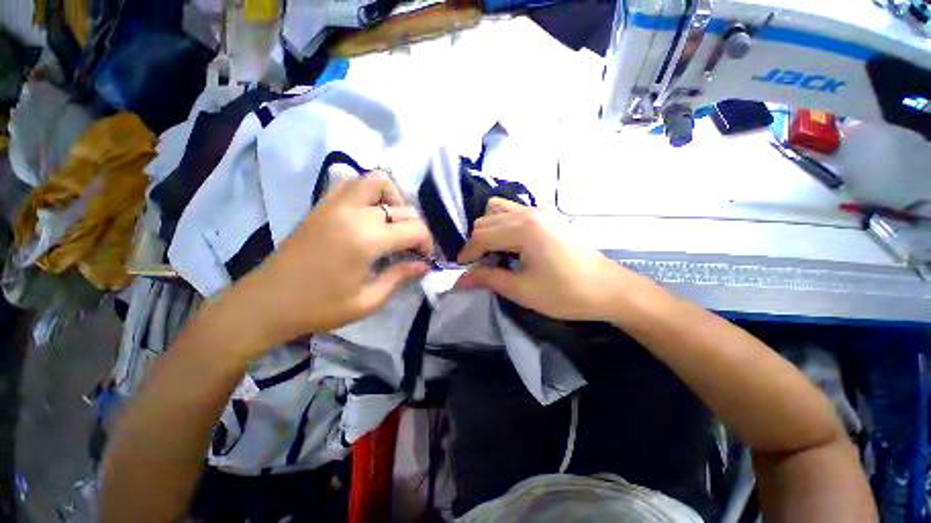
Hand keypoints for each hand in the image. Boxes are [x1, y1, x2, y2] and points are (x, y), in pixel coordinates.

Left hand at [229, 172, 432, 354]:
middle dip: (415, 226)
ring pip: (376, 181)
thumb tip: (424, 266)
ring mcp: (335, 205)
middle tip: (411, 247)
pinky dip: (367, 191)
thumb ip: (400, 277)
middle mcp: (354, 214)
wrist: (266, 303)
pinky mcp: (321, 205)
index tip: (424, 259)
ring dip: (393, 198)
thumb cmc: (319, 308)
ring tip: (393, 222)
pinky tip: (369, 213)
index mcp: (367, 240)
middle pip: (402, 207)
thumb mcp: (368, 301)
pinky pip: (350, 183)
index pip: (414, 229)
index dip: (427, 243)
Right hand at [456, 198, 628, 320]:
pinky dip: (503, 225)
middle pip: (487, 220)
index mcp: (524, 228)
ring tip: (491, 252)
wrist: (608, 289)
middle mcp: (530, 212)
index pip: (482, 235)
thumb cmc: (566, 293)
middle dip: (476, 242)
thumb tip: (460, 280)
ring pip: (499, 210)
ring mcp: (541, 211)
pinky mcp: (548, 216)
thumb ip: (488, 279)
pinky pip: (515, 212)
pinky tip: (509, 245)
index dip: (467, 253)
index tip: (461, 270)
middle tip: (477, 265)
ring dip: (488, 230)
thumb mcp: (522, 290)